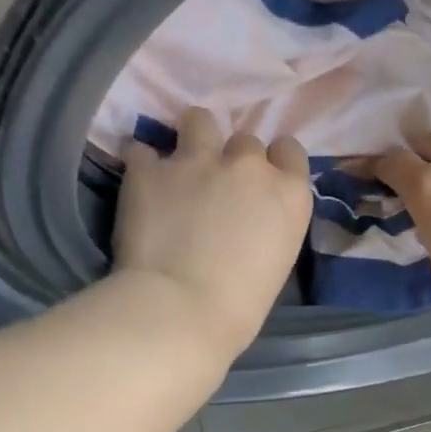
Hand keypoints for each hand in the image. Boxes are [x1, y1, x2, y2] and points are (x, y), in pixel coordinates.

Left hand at [114, 108, 312, 357]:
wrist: (180, 311)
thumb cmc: (239, 307)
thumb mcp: (277, 260)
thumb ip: (267, 224)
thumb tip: (247, 218)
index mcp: (288, 194)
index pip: (289, 150)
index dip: (273, 163)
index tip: (259, 183)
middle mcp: (248, 167)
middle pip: (245, 140)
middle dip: (232, 159)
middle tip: (216, 188)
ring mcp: (197, 161)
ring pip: (198, 120)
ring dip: (192, 139)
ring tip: (179, 167)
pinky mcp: (149, 169)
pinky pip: (143, 150)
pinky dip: (143, 166)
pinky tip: (141, 187)